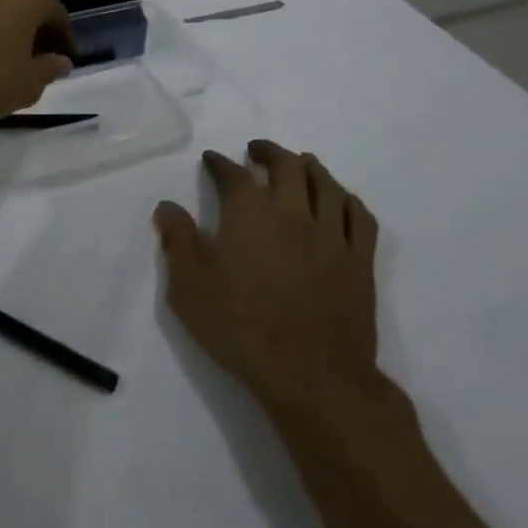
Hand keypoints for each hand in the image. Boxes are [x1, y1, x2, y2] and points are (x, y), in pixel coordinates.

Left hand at [0, 0, 76, 126]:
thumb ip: (49, 69)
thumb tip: (60, 61)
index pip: (57, 15)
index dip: (64, 41)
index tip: (66, 62)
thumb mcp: (29, 83)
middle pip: (24, 7)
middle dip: (34, 32)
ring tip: (5, 63)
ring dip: (4, 31)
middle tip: (38, 62)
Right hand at [154, 141, 381, 416]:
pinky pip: (359, 216)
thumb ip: (177, 243)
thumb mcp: (190, 290)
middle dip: (269, 152)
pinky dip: (346, 199)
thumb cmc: (242, 330)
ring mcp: (331, 235)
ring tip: (299, 163)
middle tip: (256, 151)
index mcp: (250, 214)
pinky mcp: (359, 261)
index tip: (212, 160)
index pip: (233, 175)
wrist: (311, 377)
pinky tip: (339, 200)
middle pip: (286, 166)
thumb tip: (167, 207)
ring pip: (326, 183)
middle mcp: (293, 212)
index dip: (220, 163)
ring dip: (309, 166)